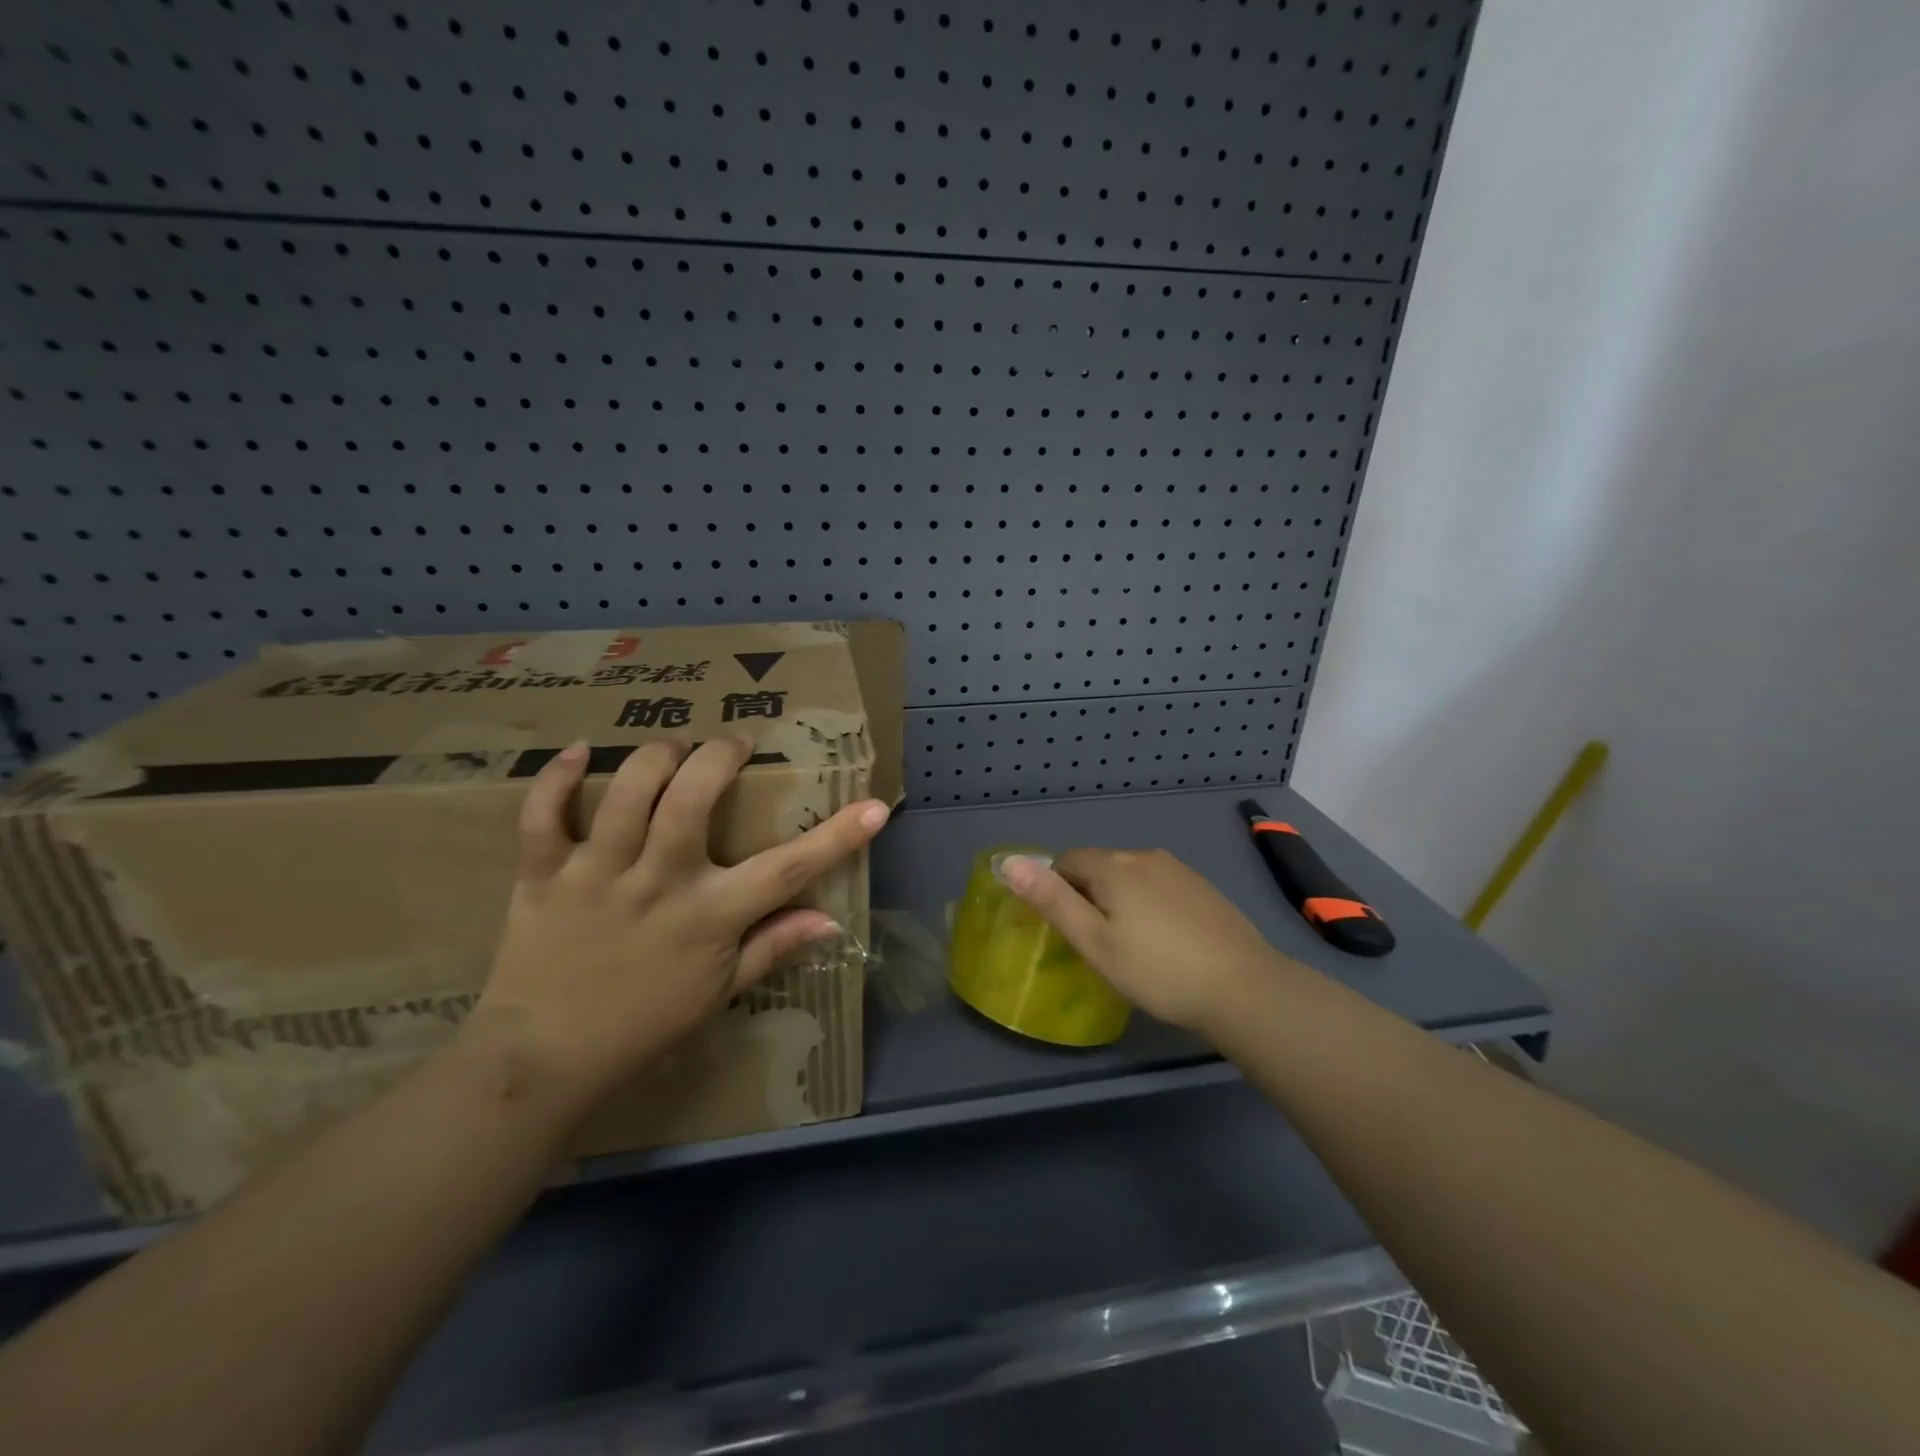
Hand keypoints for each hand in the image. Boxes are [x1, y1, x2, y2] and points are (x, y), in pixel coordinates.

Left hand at [472, 737, 889, 1108]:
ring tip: (672, 749)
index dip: (838, 835)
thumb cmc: (645, 1024)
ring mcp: (597, 876)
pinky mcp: (542, 876)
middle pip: (692, 799)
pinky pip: (542, 815)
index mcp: (709, 917)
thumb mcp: (720, 992)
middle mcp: (658, 884)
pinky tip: (576, 753)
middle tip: (733, 744)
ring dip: (655, 756)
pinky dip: (557, 778)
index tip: (874, 806)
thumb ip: (773, 947)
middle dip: (719, 756)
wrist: (544, 1058)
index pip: (788, 869)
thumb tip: (830, 921)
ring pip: (627, 793)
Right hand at [1000, 848, 1304, 1036]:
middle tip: (1096, 944)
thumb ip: (1052, 901)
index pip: (1065, 861)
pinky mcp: (1202, 887)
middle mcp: (1144, 856)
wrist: (1244, 987)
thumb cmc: (1158, 970)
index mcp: (1113, 866)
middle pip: (1098, 867)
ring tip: (1129, 946)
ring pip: (1130, 877)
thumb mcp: (1095, 942)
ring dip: (1118, 900)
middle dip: (1087, 896)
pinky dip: (1148, 905)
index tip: (1068, 930)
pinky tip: (1163, 941)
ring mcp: (1178, 869)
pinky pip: (1158, 886)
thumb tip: (1009, 862)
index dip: (1057, 891)